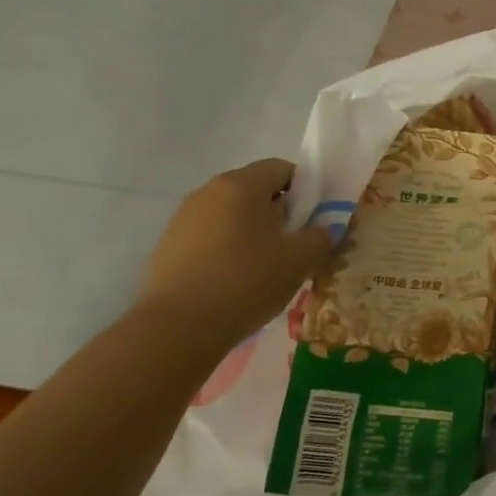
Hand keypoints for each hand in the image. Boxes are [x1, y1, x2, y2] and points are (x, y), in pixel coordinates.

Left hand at [139, 159, 332, 343]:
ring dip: (254, 232)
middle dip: (280, 212)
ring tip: (268, 266)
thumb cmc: (247, 280)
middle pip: (255, 191)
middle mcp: (208, 192)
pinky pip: (211, 237)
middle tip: (297, 244)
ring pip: (232, 215)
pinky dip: (229, 249)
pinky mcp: (169, 246)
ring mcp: (183, 219)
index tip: (316, 218)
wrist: (179, 327)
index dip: (306, 188)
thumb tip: (326, 229)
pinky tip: (238, 280)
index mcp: (241, 185)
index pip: (281, 168)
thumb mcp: (301, 259)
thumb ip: (322, 236)